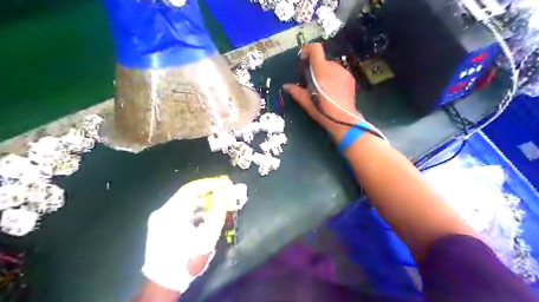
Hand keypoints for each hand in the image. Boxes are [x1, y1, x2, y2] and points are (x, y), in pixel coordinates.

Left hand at [139, 176, 229, 293]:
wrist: (164, 283)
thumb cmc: (187, 260)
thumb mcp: (207, 238)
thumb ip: (217, 215)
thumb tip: (224, 198)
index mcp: (171, 213)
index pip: (191, 189)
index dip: (209, 183)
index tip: (224, 182)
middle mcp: (163, 212)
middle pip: (189, 195)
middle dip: (209, 193)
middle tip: (225, 191)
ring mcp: (161, 219)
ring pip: (186, 204)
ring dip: (204, 203)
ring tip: (220, 203)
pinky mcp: (163, 226)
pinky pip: (183, 212)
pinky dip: (196, 211)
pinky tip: (208, 216)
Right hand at [282, 42, 361, 140]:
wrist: (343, 119)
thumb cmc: (322, 110)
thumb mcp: (306, 102)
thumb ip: (296, 91)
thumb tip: (286, 86)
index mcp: (322, 70)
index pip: (316, 49)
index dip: (308, 50)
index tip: (303, 59)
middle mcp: (334, 67)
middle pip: (322, 60)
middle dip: (315, 67)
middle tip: (312, 80)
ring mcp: (344, 72)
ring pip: (331, 67)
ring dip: (325, 73)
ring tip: (323, 88)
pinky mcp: (350, 78)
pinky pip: (339, 73)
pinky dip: (333, 77)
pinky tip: (332, 90)